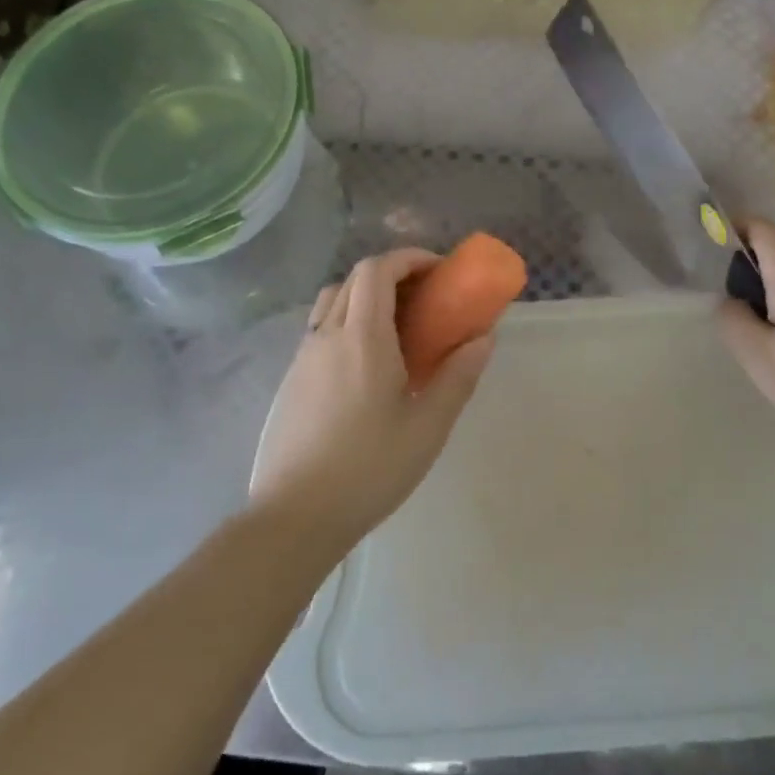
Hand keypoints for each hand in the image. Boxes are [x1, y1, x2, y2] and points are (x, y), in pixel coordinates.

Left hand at [250, 248, 494, 550]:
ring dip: (365, 296)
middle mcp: (327, 335)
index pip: (377, 270)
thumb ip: (458, 376)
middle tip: (424, 298)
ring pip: (333, 301)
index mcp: (362, 337)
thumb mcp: (428, 426)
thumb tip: (484, 337)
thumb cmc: (370, 469)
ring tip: (395, 328)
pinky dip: (347, 322)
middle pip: (355, 279)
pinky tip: (365, 364)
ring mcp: (302, 356)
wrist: (295, 515)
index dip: (408, 259)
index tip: (438, 272)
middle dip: (392, 274)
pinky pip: (320, 329)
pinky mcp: (290, 379)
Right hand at [717, 220, 774, 479]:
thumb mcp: (759, 358)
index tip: (709, 265)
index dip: (729, 233)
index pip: (757, 227)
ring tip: (764, 348)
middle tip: (735, 325)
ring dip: (769, 301)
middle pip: (772, 253)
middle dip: (746, 279)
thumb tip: (729, 301)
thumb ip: (731, 319)